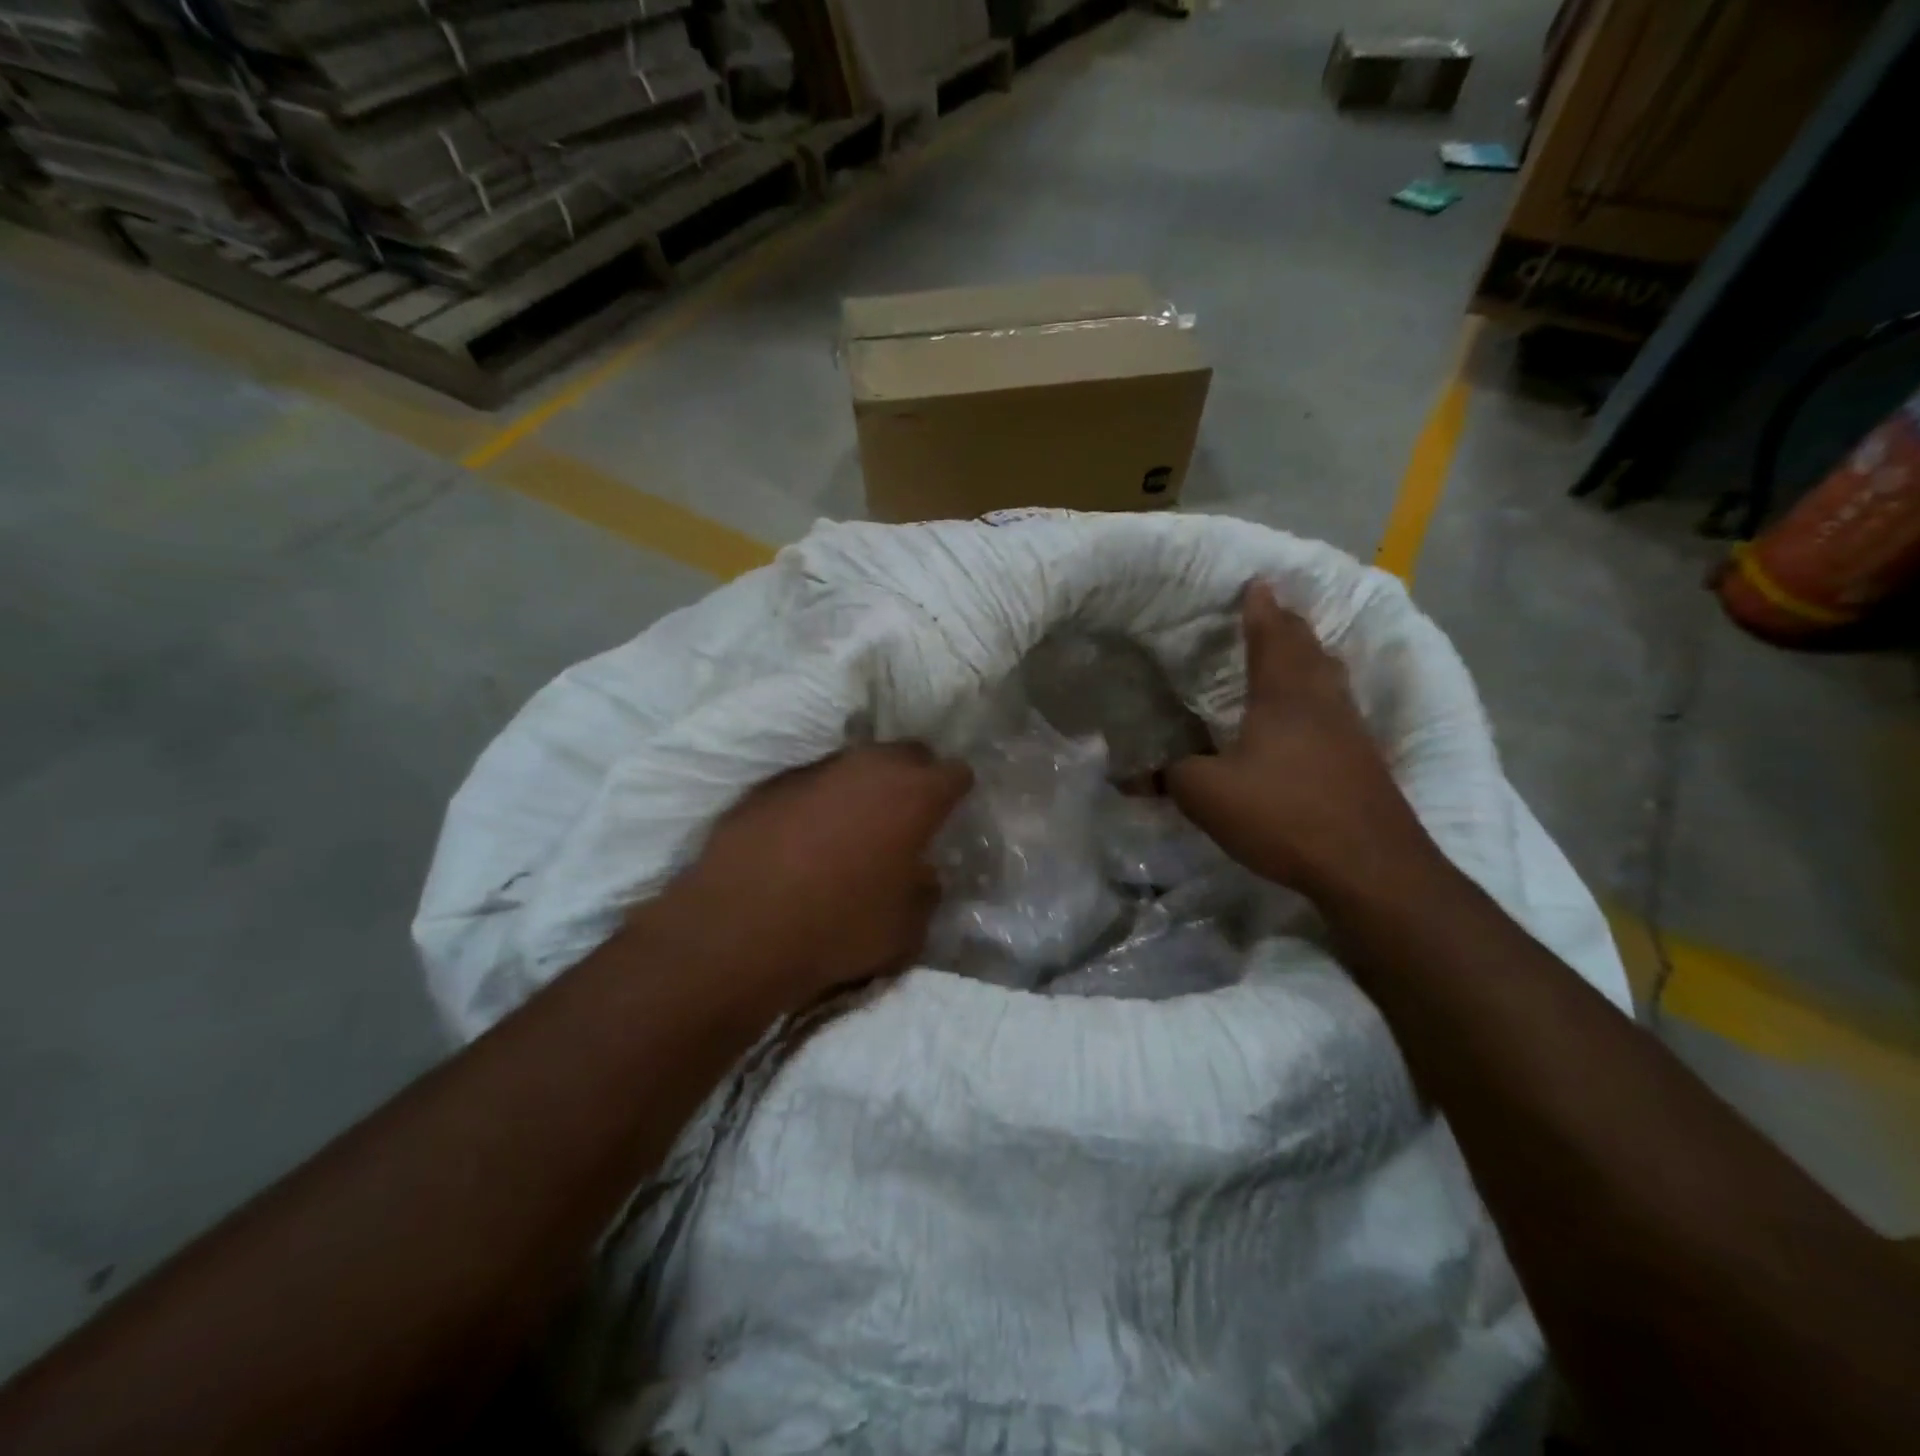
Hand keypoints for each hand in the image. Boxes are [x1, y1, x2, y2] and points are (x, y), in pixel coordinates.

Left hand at [660, 744, 972, 1006]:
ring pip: (856, 763)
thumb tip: (919, 873)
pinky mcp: (771, 784)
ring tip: (854, 825)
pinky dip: (819, 801)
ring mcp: (816, 770)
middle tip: (908, 814)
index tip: (951, 812)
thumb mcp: (908, 929)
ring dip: (864, 786)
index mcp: (914, 795)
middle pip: (907, 753)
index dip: (957, 791)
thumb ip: (925, 890)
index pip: (956, 772)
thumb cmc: (839, 929)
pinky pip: (811, 783)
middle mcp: (868, 767)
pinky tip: (804, 837)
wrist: (738, 932)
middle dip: (915, 776)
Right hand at [1168, 581, 1434, 898]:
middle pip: (1308, 649)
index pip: (1271, 635)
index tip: (1257, 582)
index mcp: (1284, 694)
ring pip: (1329, 678)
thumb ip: (1171, 776)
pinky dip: (1320, 696)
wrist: (1369, 866)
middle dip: (1288, 625)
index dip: (1261, 608)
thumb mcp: (1208, 795)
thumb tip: (1137, 773)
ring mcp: (1350, 730)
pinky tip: (1310, 716)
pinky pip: (1338, 709)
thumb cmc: (1284, 814)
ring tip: (1293, 653)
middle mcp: (1322, 700)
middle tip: (1272, 610)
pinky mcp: (1364, 761)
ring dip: (1310, 658)